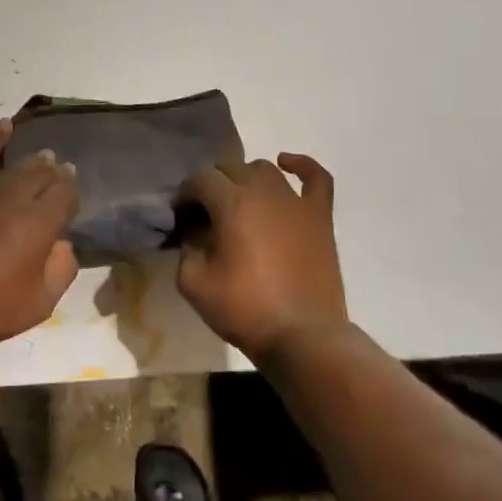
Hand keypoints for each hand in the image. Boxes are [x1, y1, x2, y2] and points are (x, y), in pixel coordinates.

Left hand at [0, 119, 79, 366]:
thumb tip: (63, 243)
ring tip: (43, 157)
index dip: (71, 192)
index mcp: (41, 224)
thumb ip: (62, 268)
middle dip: (55, 173)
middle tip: (61, 172)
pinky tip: (5, 126)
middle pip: (42, 174)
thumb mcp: (41, 303)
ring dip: (33, 161)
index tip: (72, 196)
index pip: (66, 194)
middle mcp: (15, 198)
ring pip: (16, 166)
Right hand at [176, 153, 347, 362]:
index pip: (200, 179)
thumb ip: (187, 249)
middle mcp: (264, 192)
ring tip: (238, 202)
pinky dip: (301, 165)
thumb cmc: (245, 310)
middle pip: (230, 168)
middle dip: (211, 185)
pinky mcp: (320, 217)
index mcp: (232, 203)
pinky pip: (316, 178)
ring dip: (245, 178)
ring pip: (265, 169)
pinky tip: (286, 163)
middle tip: (204, 214)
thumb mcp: (193, 283)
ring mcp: (296, 202)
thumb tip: (196, 233)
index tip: (181, 218)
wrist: (303, 337)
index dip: (185, 194)